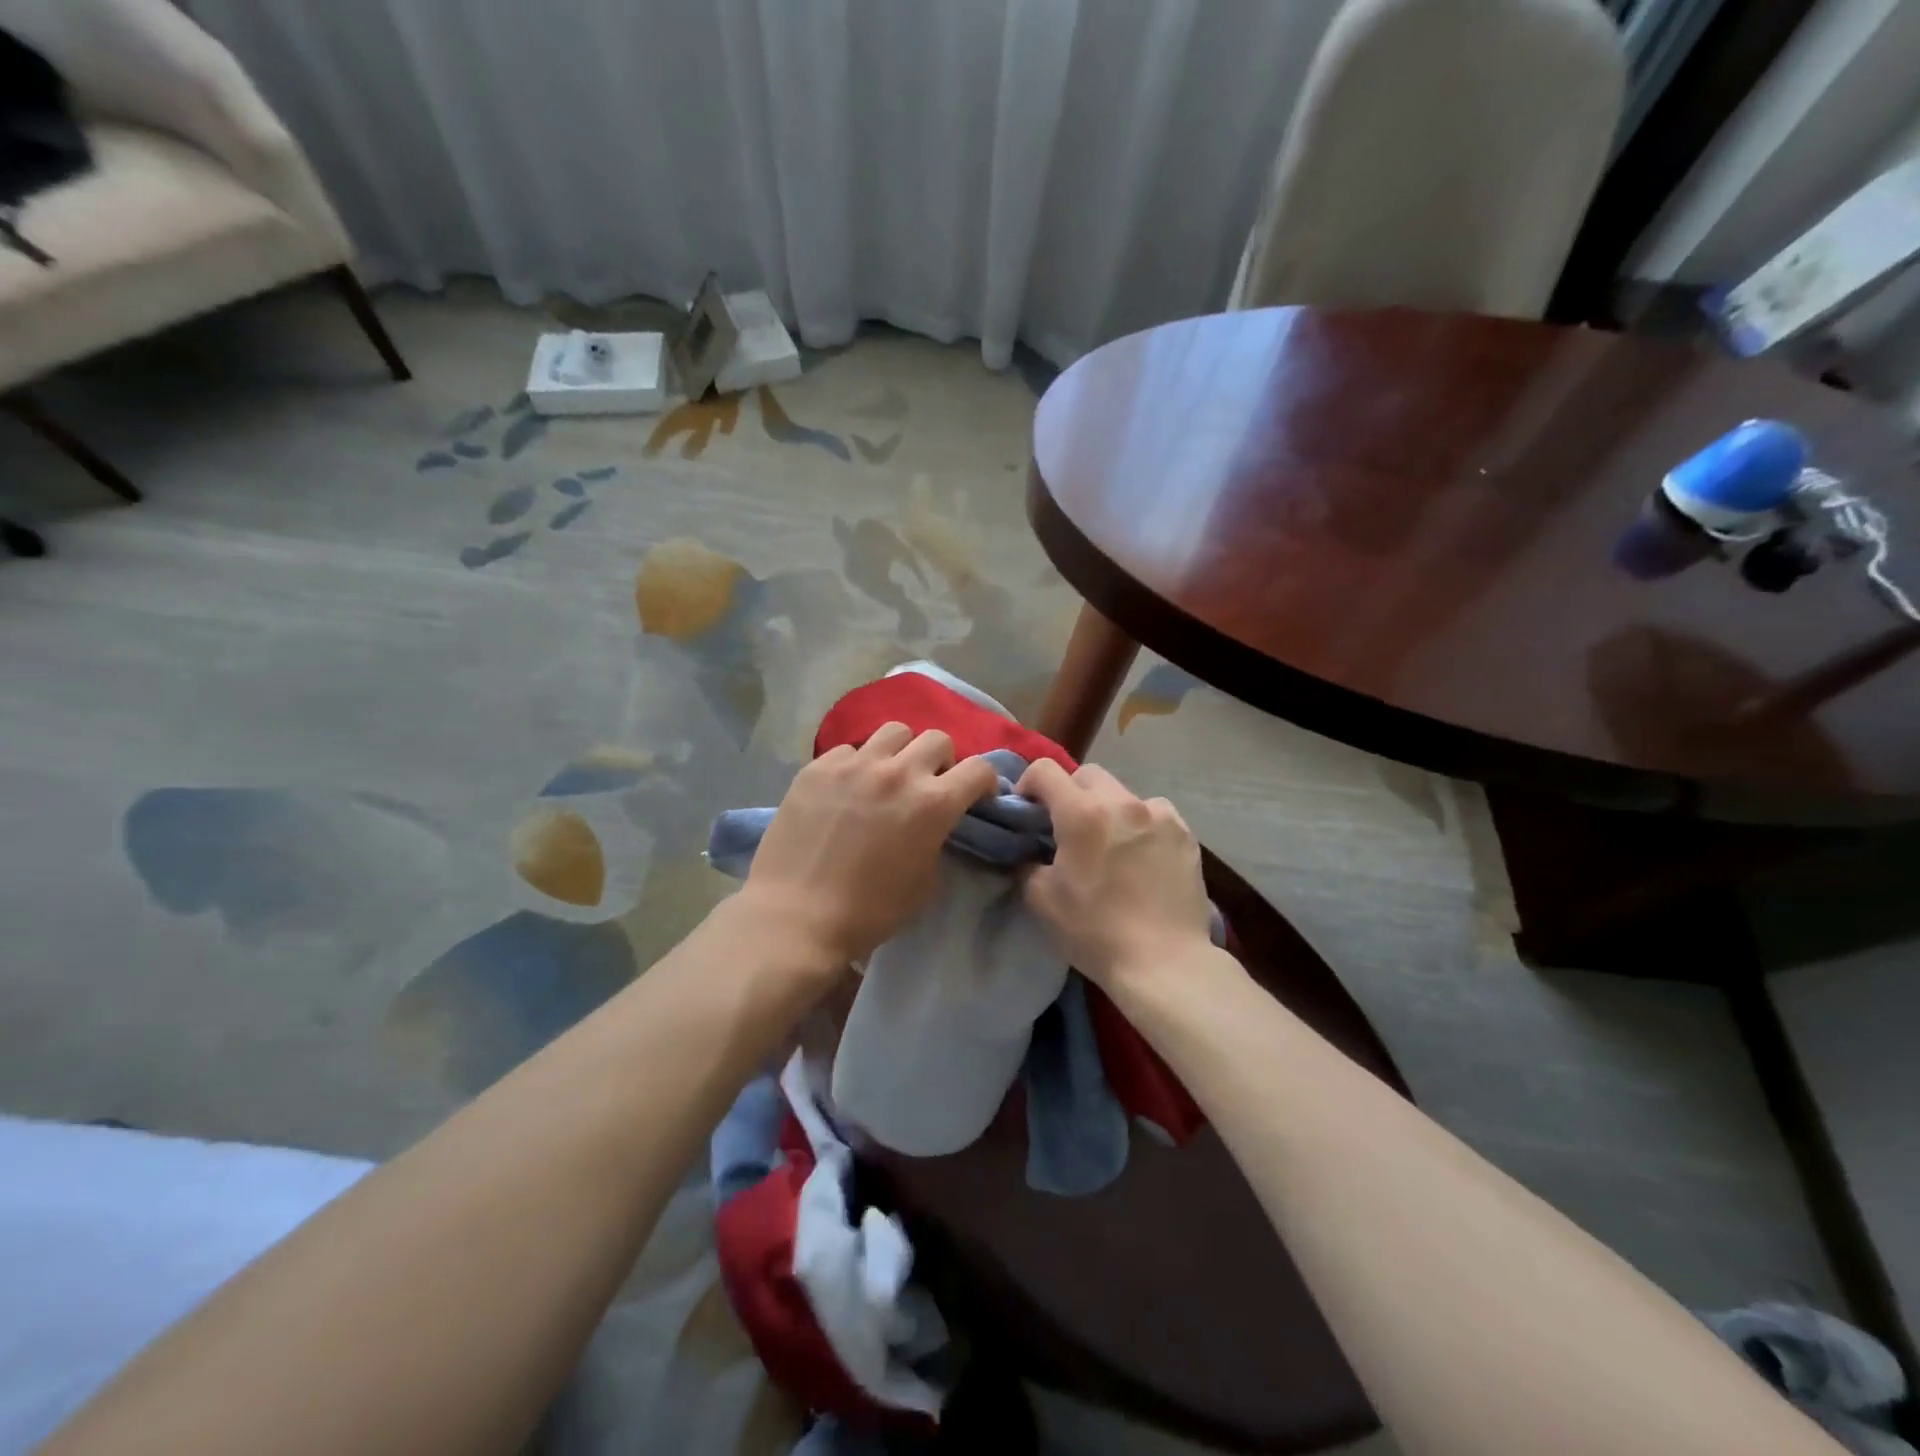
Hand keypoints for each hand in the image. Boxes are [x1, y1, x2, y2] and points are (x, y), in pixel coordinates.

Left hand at [740, 723, 999, 966]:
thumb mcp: (925, 882)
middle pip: (937, 739)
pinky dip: (857, 764)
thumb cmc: (870, 912)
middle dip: (942, 761)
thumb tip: (934, 823)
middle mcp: (898, 772)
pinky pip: (849, 750)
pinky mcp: (818, 768)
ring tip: (887, 776)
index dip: (984, 782)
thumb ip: (937, 839)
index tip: (975, 797)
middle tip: (928, 785)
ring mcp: (855, 765)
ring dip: (901, 752)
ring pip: (893, 732)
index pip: (979, 768)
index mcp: (933, 803)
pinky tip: (845, 790)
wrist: (797, 918)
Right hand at [1016, 760, 1214, 990]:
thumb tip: (1029, 851)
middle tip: (1066, 828)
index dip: (1028, 784)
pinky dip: (1141, 825)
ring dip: (1109, 809)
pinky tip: (1141, 856)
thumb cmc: (1096, 932)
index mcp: (1082, 814)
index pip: (1045, 770)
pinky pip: (1155, 815)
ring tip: (1110, 844)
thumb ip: (1027, 863)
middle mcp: (1123, 802)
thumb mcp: (1042, 900)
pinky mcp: (1185, 834)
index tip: (1027, 811)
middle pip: (1087, 775)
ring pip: (1124, 794)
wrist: (1165, 963)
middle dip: (1070, 793)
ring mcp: (1160, 815)